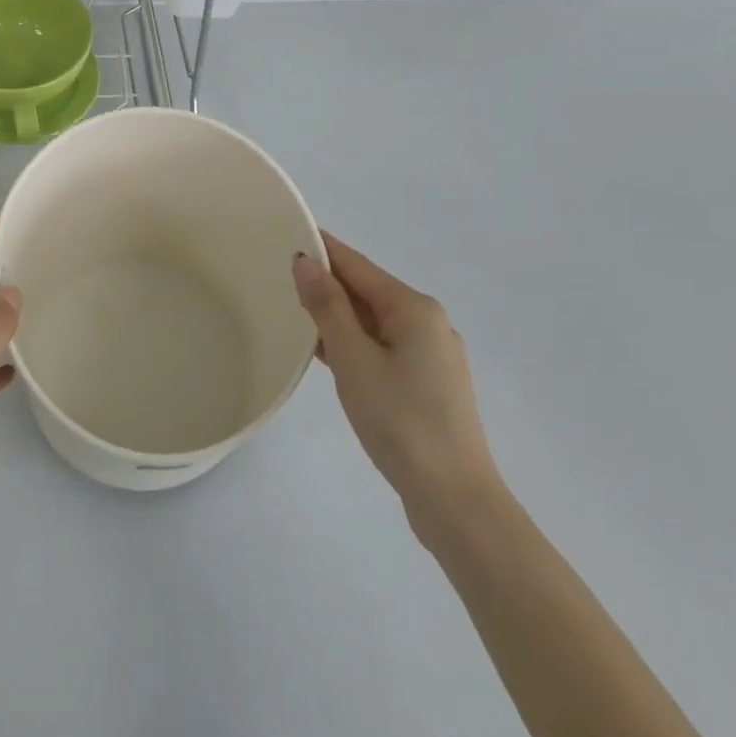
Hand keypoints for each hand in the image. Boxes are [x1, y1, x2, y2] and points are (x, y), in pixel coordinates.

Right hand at [294, 231, 503, 530]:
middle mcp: (428, 323)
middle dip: (327, 283)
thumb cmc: (401, 421)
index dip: (322, 249)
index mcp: (414, 309)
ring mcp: (432, 356)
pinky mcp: (429, 386)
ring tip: (293, 312)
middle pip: (367, 291)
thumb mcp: (353, 359)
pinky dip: (354, 343)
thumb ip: (328, 306)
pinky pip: (383, 347)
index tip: (286, 235)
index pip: (357, 265)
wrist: (456, 502)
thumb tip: (306, 261)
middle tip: (279, 276)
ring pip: (374, 322)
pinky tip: (327, 353)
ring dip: (337, 316)